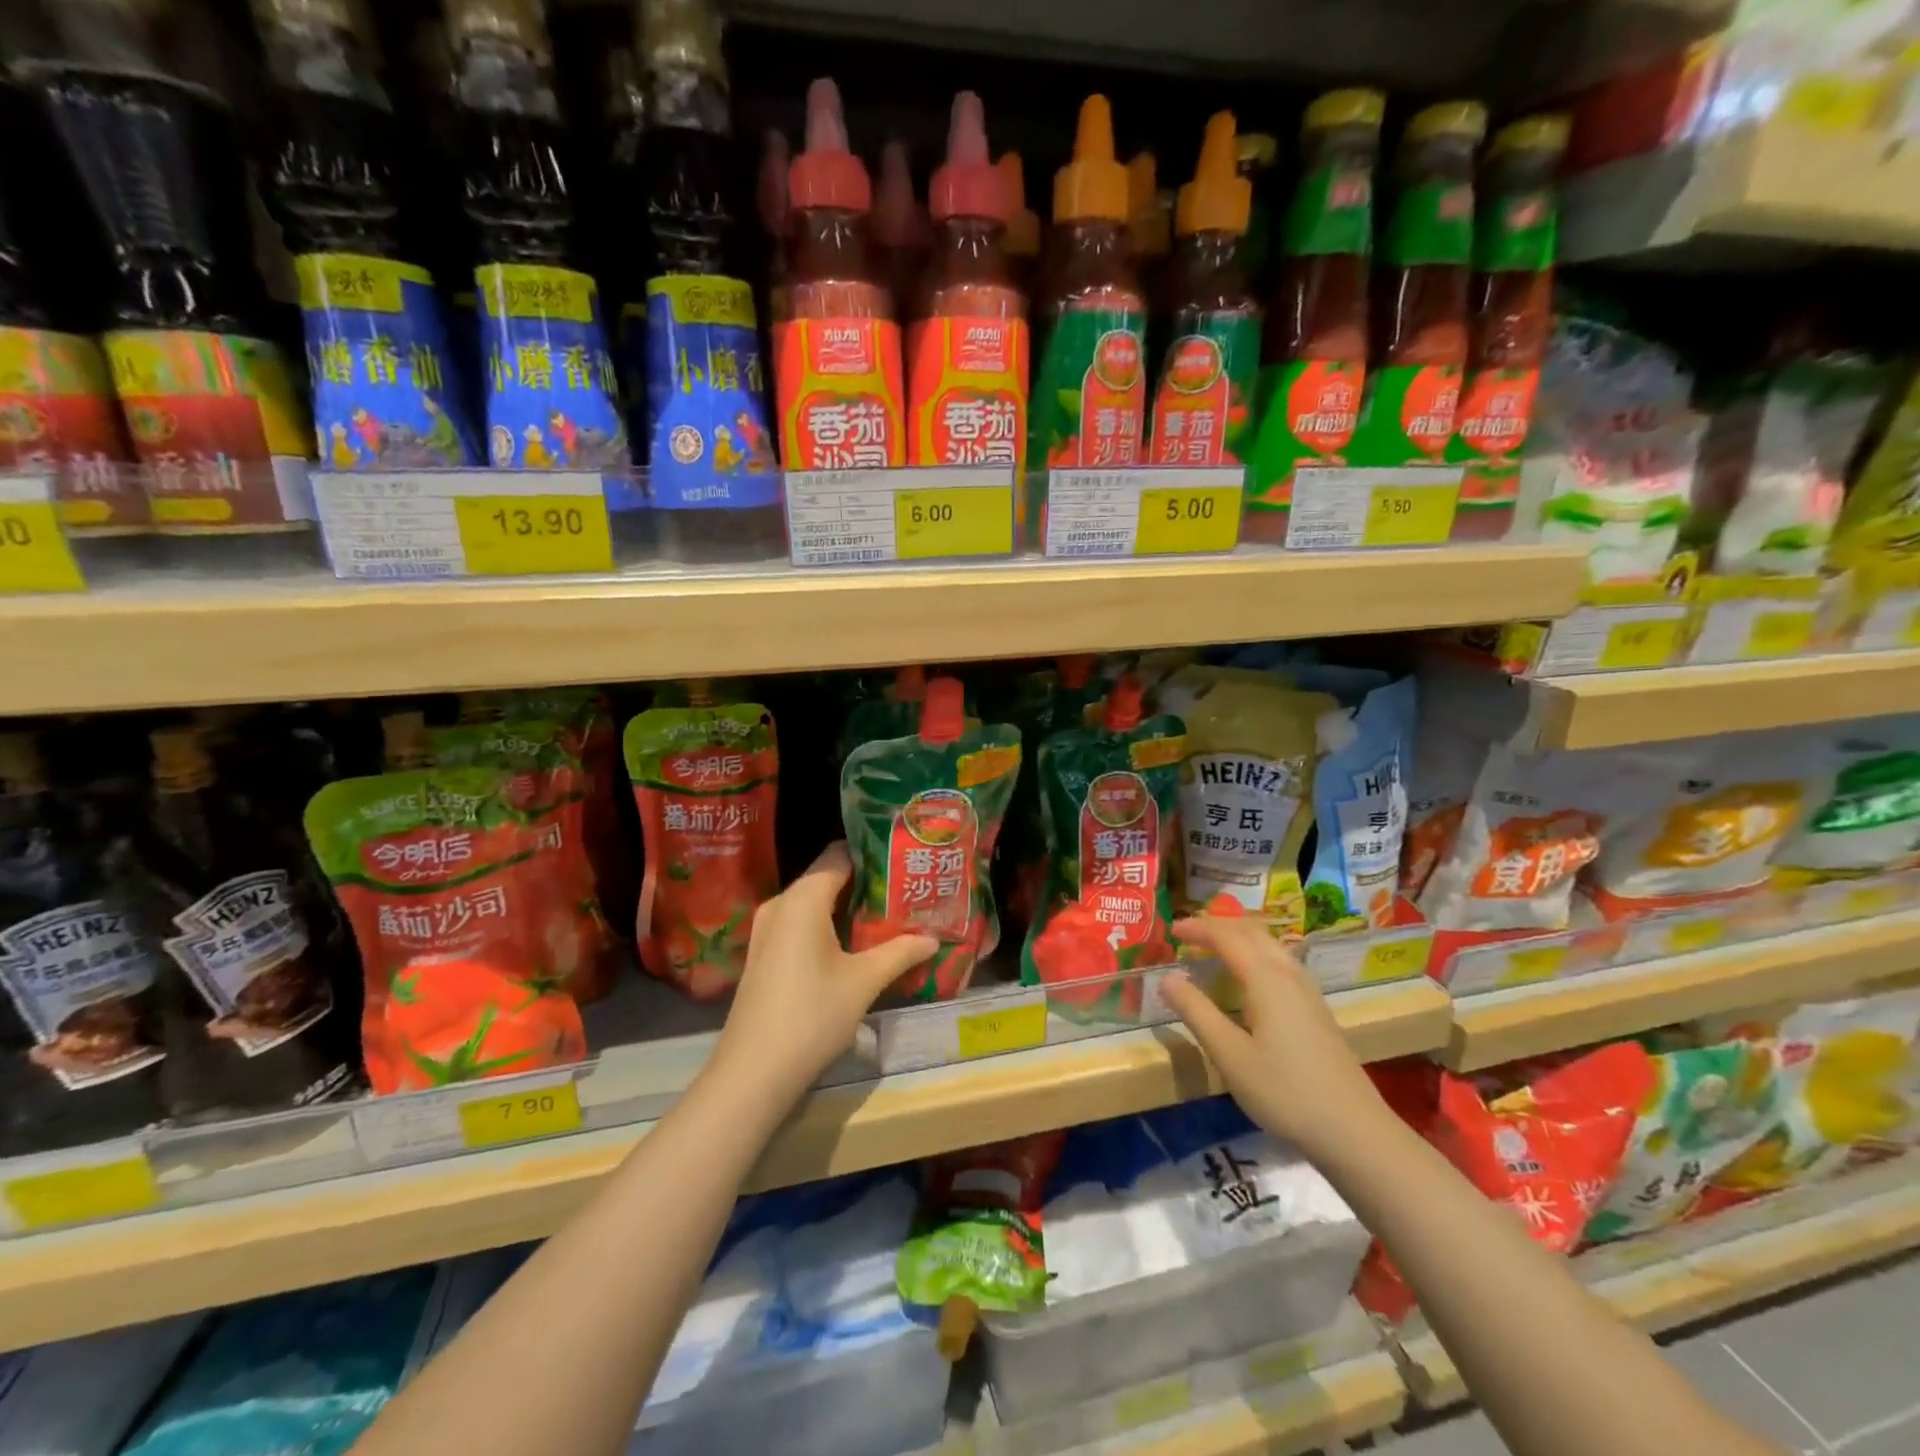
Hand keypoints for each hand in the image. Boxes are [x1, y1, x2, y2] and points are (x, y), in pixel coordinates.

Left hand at [708, 842, 936, 1105]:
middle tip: (905, 890)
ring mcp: (767, 930)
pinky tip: (855, 945)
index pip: (840, 855)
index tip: (904, 861)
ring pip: (814, 903)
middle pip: (827, 876)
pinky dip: (828, 925)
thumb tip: (933, 938)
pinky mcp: (764, 954)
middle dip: (866, 882)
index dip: (873, 854)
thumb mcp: (864, 982)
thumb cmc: (812, 1015)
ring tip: (888, 915)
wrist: (753, 1072)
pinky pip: (801, 924)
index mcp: (803, 898)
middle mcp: (781, 904)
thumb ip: (900, 952)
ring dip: (848, 907)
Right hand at [1158, 914, 1391, 1157]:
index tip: (1171, 930)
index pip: (1227, 937)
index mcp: (1266, 979)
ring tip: (1214, 947)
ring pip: (1270, 945)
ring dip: (1239, 936)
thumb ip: (1196, 1012)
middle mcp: (1289, 975)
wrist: (1354, 1131)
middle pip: (1253, 932)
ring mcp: (1308, 992)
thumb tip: (1166, 978)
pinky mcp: (1316, 1010)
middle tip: (1189, 933)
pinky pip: (1280, 962)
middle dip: (1219, 924)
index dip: (1198, 928)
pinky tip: (1248, 977)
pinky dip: (1255, 953)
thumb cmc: (1285, 1091)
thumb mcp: (1229, 1055)